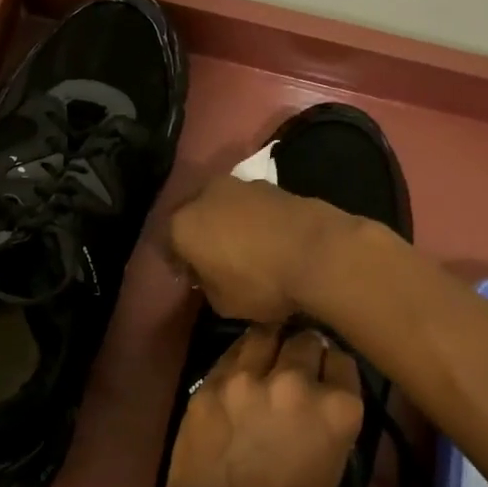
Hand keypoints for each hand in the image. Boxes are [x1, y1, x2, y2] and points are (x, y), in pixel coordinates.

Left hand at [161, 325, 364, 486]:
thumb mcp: (332, 468)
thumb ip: (330, 420)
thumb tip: (321, 393)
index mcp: (338, 409)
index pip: (342, 359)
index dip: (332, 365)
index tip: (325, 373)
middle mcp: (297, 382)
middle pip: (307, 339)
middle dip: (304, 349)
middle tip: (295, 364)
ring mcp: (250, 377)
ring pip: (267, 333)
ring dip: (271, 342)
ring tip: (266, 356)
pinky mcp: (212, 380)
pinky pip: (233, 352)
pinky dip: (241, 358)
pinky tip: (239, 371)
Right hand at [167, 176, 351, 323]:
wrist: (319, 251)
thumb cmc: (261, 281)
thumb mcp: (223, 303)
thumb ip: (207, 286)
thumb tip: (209, 276)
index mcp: (182, 225)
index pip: (167, 245)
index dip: (179, 263)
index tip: (193, 278)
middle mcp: (204, 195)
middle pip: (193, 216)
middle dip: (200, 235)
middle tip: (215, 259)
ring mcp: (238, 184)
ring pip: (222, 206)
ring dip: (227, 222)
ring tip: (245, 247)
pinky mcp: (270, 183)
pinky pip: (250, 205)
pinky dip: (253, 218)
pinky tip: (267, 238)